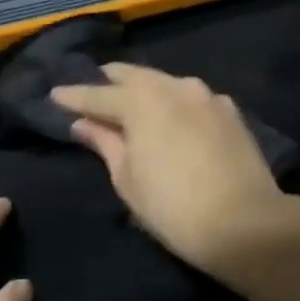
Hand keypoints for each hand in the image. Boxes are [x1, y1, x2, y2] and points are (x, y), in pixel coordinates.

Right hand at [51, 63, 288, 271]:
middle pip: (135, 77)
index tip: (54, 94)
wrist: (244, 223)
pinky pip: (192, 98)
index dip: (74, 96)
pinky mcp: (230, 112)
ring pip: (166, 83)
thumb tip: (83, 123)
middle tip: (92, 90)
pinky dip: (174, 101)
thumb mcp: (127, 178)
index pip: (98, 94)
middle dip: (110, 82)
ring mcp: (207, 96)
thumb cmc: (172, 206)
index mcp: (142, 100)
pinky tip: (171, 113)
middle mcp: (175, 86)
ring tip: (130, 100)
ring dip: (145, 89)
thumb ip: (104, 143)